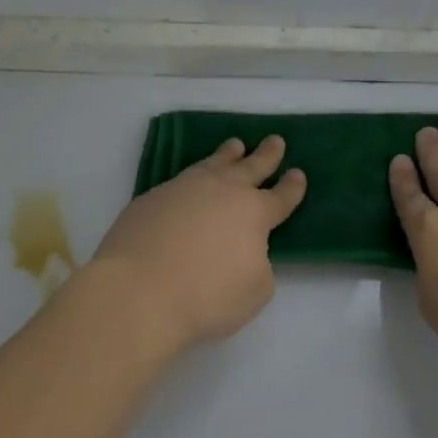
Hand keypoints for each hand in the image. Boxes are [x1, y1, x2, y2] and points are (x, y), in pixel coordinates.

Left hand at [92, 136, 306, 346]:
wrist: (138, 291)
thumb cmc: (206, 296)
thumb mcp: (254, 291)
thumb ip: (257, 264)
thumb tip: (245, 251)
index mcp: (253, 213)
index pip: (280, 197)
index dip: (292, 187)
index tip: (298, 174)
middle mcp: (221, 191)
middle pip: (250, 167)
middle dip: (266, 155)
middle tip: (275, 141)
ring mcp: (183, 190)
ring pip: (213, 164)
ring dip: (228, 155)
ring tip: (235, 145)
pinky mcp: (151, 198)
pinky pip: (181, 180)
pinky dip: (194, 176)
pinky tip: (191, 181)